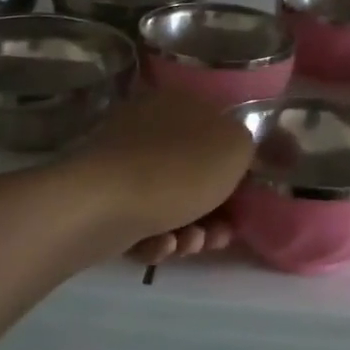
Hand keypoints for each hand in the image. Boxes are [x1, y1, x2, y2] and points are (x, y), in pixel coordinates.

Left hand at [66, 89, 253, 261]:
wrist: (103, 205)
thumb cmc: (180, 170)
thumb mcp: (236, 147)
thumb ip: (246, 146)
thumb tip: (236, 152)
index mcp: (180, 103)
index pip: (218, 132)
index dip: (237, 170)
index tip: (246, 201)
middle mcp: (149, 125)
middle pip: (196, 173)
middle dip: (215, 211)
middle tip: (221, 235)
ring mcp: (123, 161)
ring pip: (171, 201)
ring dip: (190, 230)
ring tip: (190, 244)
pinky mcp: (103, 197)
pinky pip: (141, 219)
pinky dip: (156, 237)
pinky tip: (160, 247)